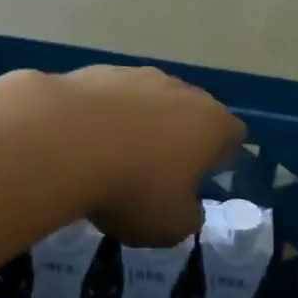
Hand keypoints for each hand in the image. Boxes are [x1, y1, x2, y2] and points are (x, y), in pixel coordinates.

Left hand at [60, 65, 244, 245]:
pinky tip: (82, 143)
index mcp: (211, 124)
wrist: (63, 140)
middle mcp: (181, 91)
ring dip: (139, 124)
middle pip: (191, 112)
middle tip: (158, 172)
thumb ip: (189, 217)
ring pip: (149, 101)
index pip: (233, 135)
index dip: (222, 157)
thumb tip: (188, 208)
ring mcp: (137, 75)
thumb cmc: (134, 187)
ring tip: (114, 158)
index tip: (203, 178)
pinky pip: (110, 98)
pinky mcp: (96, 72)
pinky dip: (103, 117)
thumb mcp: (171, 225)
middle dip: (179, 138)